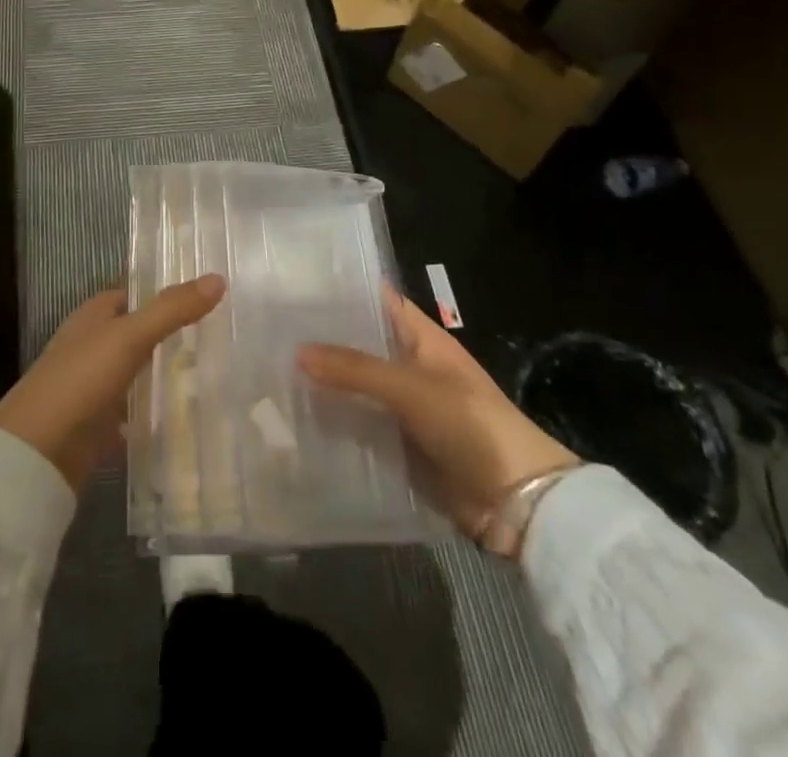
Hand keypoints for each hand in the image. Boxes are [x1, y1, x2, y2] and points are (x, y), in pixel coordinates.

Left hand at [0, 275, 225, 492]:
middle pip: (138, 332)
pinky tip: (188, 415)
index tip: (209, 296)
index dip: (166, 292)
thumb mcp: (130, 336)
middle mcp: (92, 345)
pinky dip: (156, 411)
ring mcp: (94, 386)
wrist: (37, 452)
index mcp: (93, 315)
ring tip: (216, 372)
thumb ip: (172, 309)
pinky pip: (135, 411)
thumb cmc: (80, 379)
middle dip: (172, 334)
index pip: (135, 294)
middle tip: (222, 335)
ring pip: (138, 371)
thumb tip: (218, 278)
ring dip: (166, 373)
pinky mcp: (99, 424)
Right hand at [298, 292, 577, 541]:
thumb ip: (354, 369)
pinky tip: (298, 422)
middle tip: (271, 330)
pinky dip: (336, 425)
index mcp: (422, 338)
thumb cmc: (469, 424)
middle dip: (323, 340)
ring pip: (357, 388)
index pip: (378, 301)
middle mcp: (411, 366)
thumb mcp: (410, 387)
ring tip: (272, 373)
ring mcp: (406, 408)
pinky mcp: (401, 445)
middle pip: (361, 345)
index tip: (298, 284)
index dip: (343, 291)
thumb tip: (297, 350)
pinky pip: (362, 427)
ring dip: (325, 385)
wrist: (517, 502)